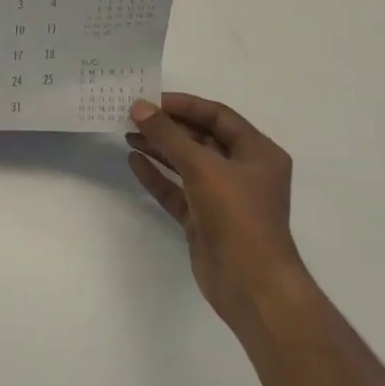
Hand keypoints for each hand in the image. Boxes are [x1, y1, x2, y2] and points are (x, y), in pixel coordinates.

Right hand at [127, 94, 300, 324]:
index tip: (150, 100)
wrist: (251, 285)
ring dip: (159, 149)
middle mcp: (242, 171)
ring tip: (127, 134)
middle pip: (200, 138)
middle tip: (132, 116)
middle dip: (167, 127)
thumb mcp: (202, 166)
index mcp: (257, 153)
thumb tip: (139, 107)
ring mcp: (223, 197)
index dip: (184, 105)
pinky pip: (178, 190)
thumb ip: (168, 135)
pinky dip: (158, 176)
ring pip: (187, 164)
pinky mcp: (204, 220)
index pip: (217, 116)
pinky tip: (134, 162)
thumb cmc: (237, 215)